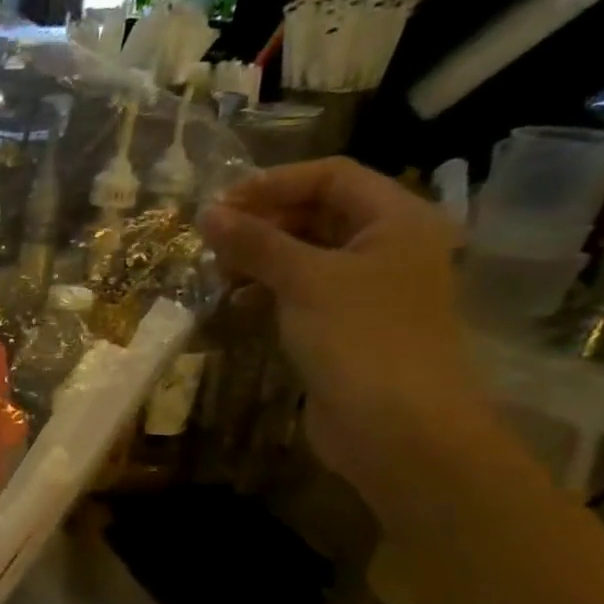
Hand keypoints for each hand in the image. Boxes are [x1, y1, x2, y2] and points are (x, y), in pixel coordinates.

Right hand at [198, 159, 492, 490]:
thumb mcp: (305, 280)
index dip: (273, 184)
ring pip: (305, 256)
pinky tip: (236, 306)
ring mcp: (366, 290)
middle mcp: (387, 246)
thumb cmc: (360, 338)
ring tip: (218, 275)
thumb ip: (255, 243)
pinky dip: (267, 293)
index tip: (218, 206)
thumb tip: (206, 213)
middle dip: (262, 224)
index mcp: (397, 219)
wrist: (396, 427)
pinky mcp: (344, 327)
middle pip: (317, 214)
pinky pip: (301, 294)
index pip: (331, 177)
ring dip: (259, 260)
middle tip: (211, 243)